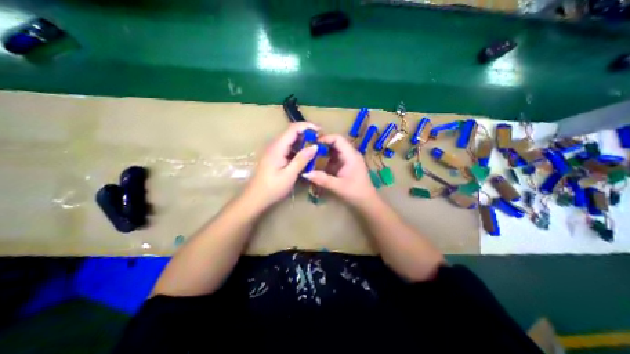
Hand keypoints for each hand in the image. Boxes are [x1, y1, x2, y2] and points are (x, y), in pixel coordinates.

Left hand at [242, 121, 320, 208]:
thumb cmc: (272, 188)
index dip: (307, 127)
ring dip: (303, 141)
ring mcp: (274, 150)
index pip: (293, 128)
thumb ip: (302, 159)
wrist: (255, 198)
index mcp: (277, 147)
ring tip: (315, 147)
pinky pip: (288, 147)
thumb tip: (315, 146)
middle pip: (292, 132)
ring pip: (290, 140)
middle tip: (320, 141)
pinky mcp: (275, 156)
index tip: (320, 131)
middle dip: (307, 133)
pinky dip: (298, 148)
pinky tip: (305, 156)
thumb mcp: (289, 175)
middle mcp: (275, 145)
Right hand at [303, 134, 374, 205]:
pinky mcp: (346, 165)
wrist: (367, 202)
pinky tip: (318, 164)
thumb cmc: (356, 193)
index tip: (312, 143)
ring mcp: (349, 160)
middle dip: (322, 145)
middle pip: (335, 143)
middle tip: (308, 149)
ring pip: (334, 150)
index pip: (338, 139)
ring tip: (311, 156)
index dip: (325, 138)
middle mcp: (350, 154)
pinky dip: (326, 159)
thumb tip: (305, 173)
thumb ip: (322, 179)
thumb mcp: (338, 186)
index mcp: (351, 156)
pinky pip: (335, 158)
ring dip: (323, 152)